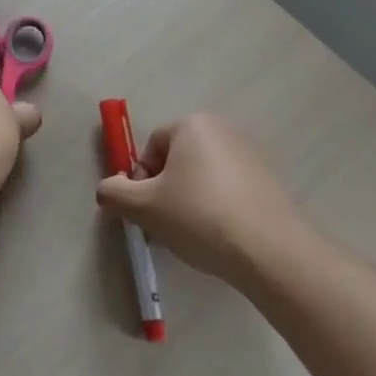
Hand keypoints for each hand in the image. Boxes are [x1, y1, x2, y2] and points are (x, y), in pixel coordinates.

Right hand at [95, 113, 297, 282]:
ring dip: (188, 202)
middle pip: (177, 161)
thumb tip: (107, 189)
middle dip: (164, 192)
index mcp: (192, 124)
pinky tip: (217, 238)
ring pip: (201, 177)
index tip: (145, 211)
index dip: (140, 181)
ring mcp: (249, 155)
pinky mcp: (267, 182)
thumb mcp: (144, 207)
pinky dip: (215, 209)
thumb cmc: (199, 216)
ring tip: (191, 237)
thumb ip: (114, 193)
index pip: (151, 148)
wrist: (268, 251)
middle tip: (163, 226)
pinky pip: (227, 190)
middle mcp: (222, 130)